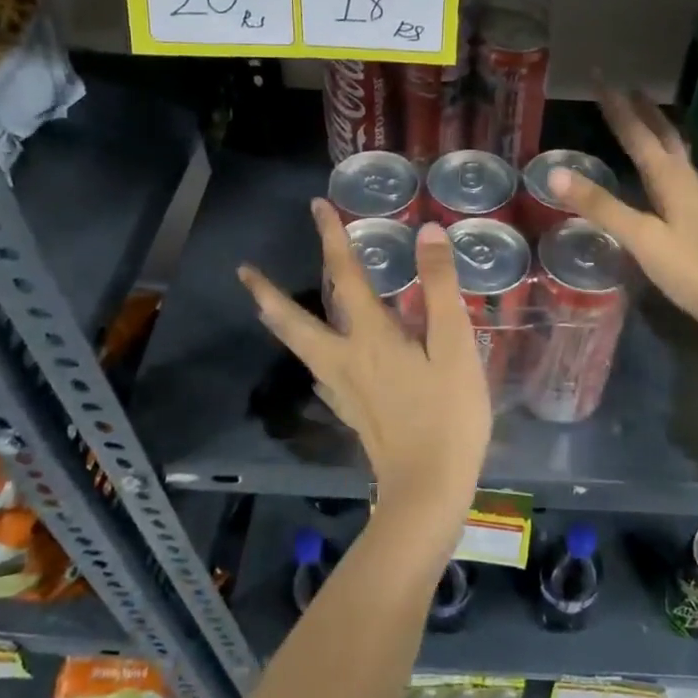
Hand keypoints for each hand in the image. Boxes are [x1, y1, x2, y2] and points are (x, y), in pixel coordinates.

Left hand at [238, 200, 490, 537]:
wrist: (429, 490)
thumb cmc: (448, 415)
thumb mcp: (454, 346)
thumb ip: (440, 288)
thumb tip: (427, 233)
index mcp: (369, 337)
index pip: (346, 275)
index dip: (332, 238)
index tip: (317, 206)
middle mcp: (344, 359)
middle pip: (294, 322)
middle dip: (268, 293)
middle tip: (243, 271)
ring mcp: (342, 390)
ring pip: (301, 348)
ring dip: (281, 321)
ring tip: (268, 306)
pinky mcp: (350, 412)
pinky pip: (319, 373)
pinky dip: (309, 354)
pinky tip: (318, 361)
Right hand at [547, 85, 697, 369]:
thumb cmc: (688, 268)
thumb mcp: (639, 237)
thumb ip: (600, 205)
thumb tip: (555, 172)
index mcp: (669, 177)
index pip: (637, 132)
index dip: (616, 105)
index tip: (600, 77)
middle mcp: (683, 178)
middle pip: (661, 132)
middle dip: (640, 108)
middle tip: (622, 86)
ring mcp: (692, 195)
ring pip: (671, 149)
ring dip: (655, 126)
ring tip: (642, 113)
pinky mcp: (694, 213)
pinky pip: (674, 168)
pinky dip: (661, 153)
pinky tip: (660, 166)